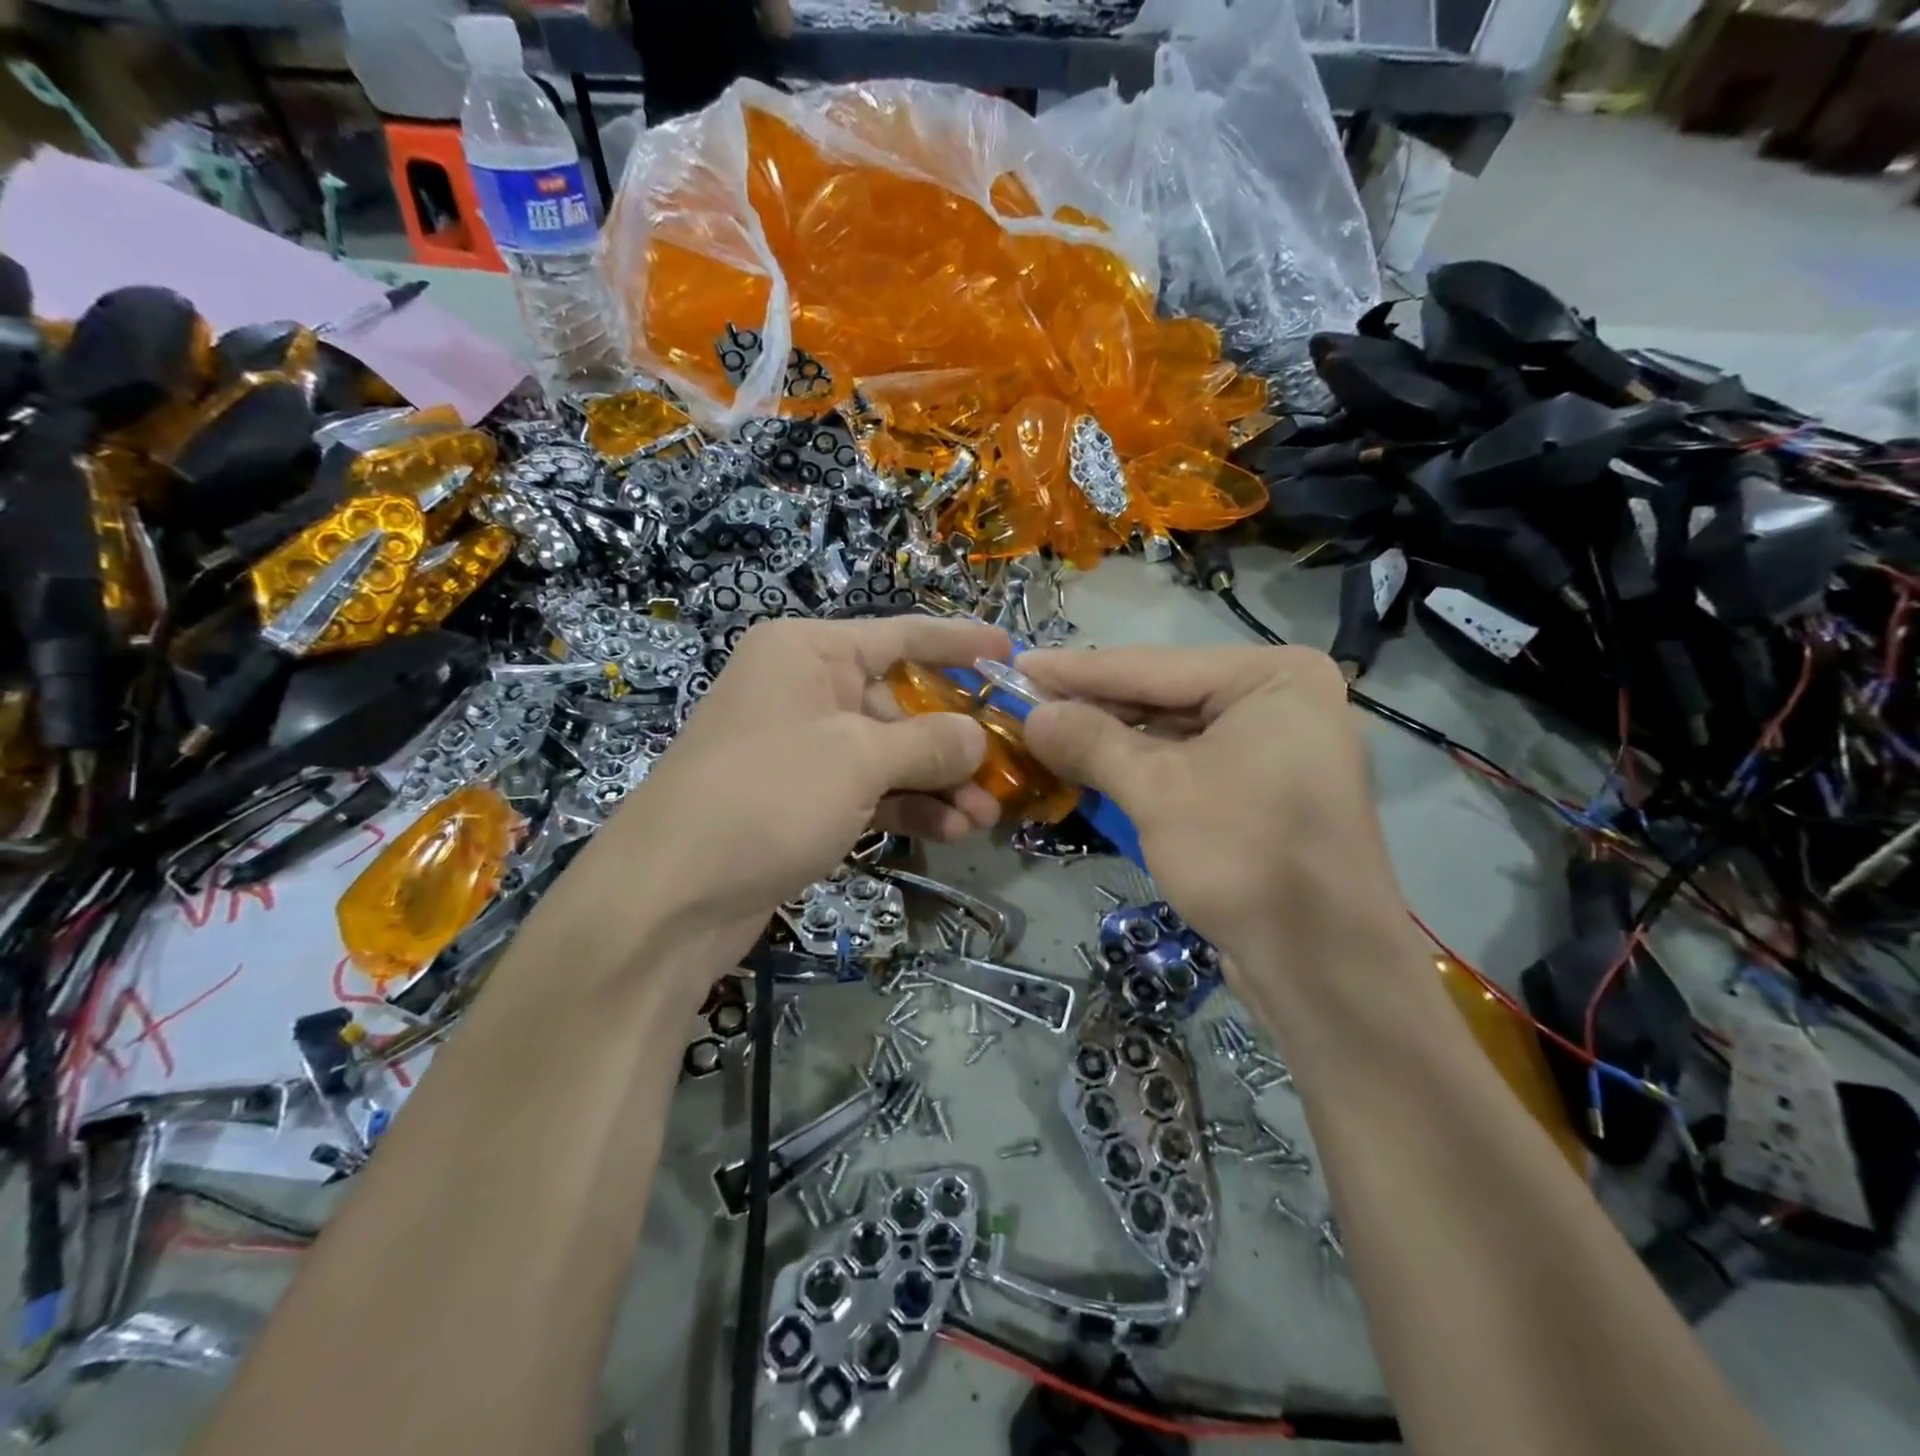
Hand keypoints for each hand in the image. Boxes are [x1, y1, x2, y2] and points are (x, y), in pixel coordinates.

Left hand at [583, 616, 1008, 952]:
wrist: (670, 895)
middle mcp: (803, 689)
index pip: (900, 634)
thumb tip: (977, 735)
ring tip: (985, 817)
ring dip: (938, 783)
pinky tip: (948, 832)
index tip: (1010, 654)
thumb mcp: (859, 759)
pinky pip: (866, 790)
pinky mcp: (798, 799)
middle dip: (954, 741)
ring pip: (887, 753)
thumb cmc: (768, 796)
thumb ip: (929, 741)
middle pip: (898, 702)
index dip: (959, 644)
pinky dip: (906, 807)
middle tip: (1007, 771)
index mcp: (808, 652)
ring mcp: (799, 747)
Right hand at [1020, 645, 1405, 966]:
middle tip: (1022, 701)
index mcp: (1273, 677)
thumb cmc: (1245, 858)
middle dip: (1092, 706)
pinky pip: (1188, 762)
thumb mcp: (1157, 791)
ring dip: (1110, 739)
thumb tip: (1032, 714)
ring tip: (1044, 731)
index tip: (1017, 663)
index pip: (1154, 665)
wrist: (1323, 966)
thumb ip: (1091, 742)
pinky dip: (1139, 767)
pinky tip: (1089, 764)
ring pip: (1172, 731)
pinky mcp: (1262, 788)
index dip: (1078, 669)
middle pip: (1164, 695)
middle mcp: (1280, 699)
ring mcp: (1275, 745)